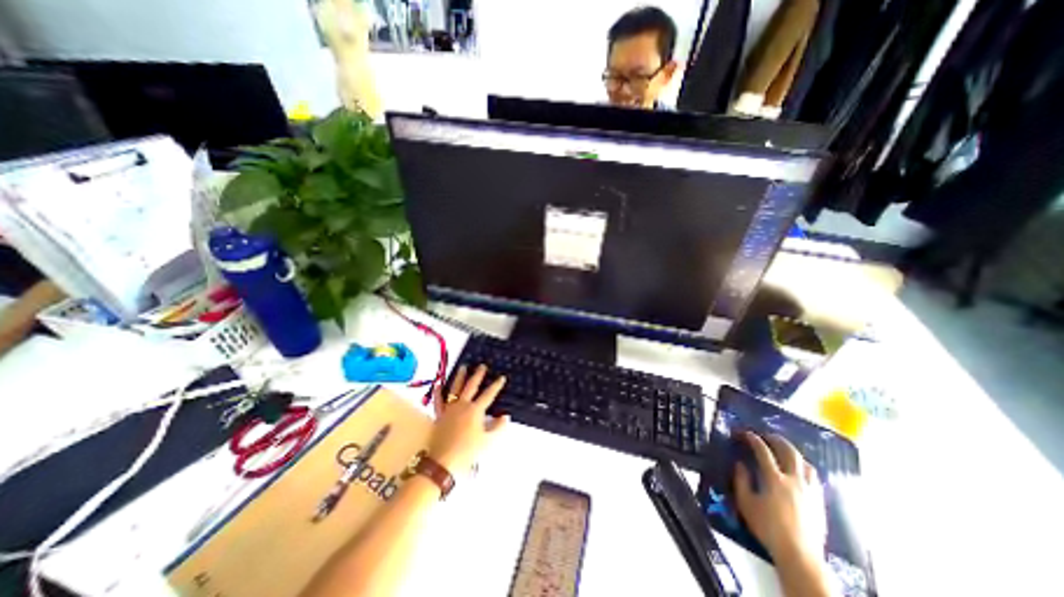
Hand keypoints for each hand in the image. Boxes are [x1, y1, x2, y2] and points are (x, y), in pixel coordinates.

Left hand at [428, 364, 507, 475]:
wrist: (443, 461)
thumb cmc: (468, 451)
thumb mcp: (488, 441)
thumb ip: (498, 427)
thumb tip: (505, 416)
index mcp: (475, 410)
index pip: (488, 395)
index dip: (496, 386)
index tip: (501, 377)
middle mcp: (462, 405)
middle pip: (471, 386)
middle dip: (478, 375)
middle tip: (482, 366)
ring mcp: (449, 409)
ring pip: (455, 389)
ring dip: (459, 377)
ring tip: (463, 367)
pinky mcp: (439, 415)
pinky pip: (438, 401)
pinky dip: (438, 392)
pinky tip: (438, 384)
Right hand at [736, 431, 826, 561]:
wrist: (800, 555)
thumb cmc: (768, 528)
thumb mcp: (746, 503)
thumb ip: (741, 480)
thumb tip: (740, 464)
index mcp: (775, 479)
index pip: (763, 451)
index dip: (753, 439)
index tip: (745, 434)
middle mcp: (794, 481)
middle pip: (789, 452)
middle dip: (776, 439)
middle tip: (766, 435)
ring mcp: (810, 491)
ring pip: (805, 463)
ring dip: (793, 452)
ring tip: (784, 450)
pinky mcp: (819, 501)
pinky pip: (814, 478)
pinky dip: (804, 467)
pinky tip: (799, 471)